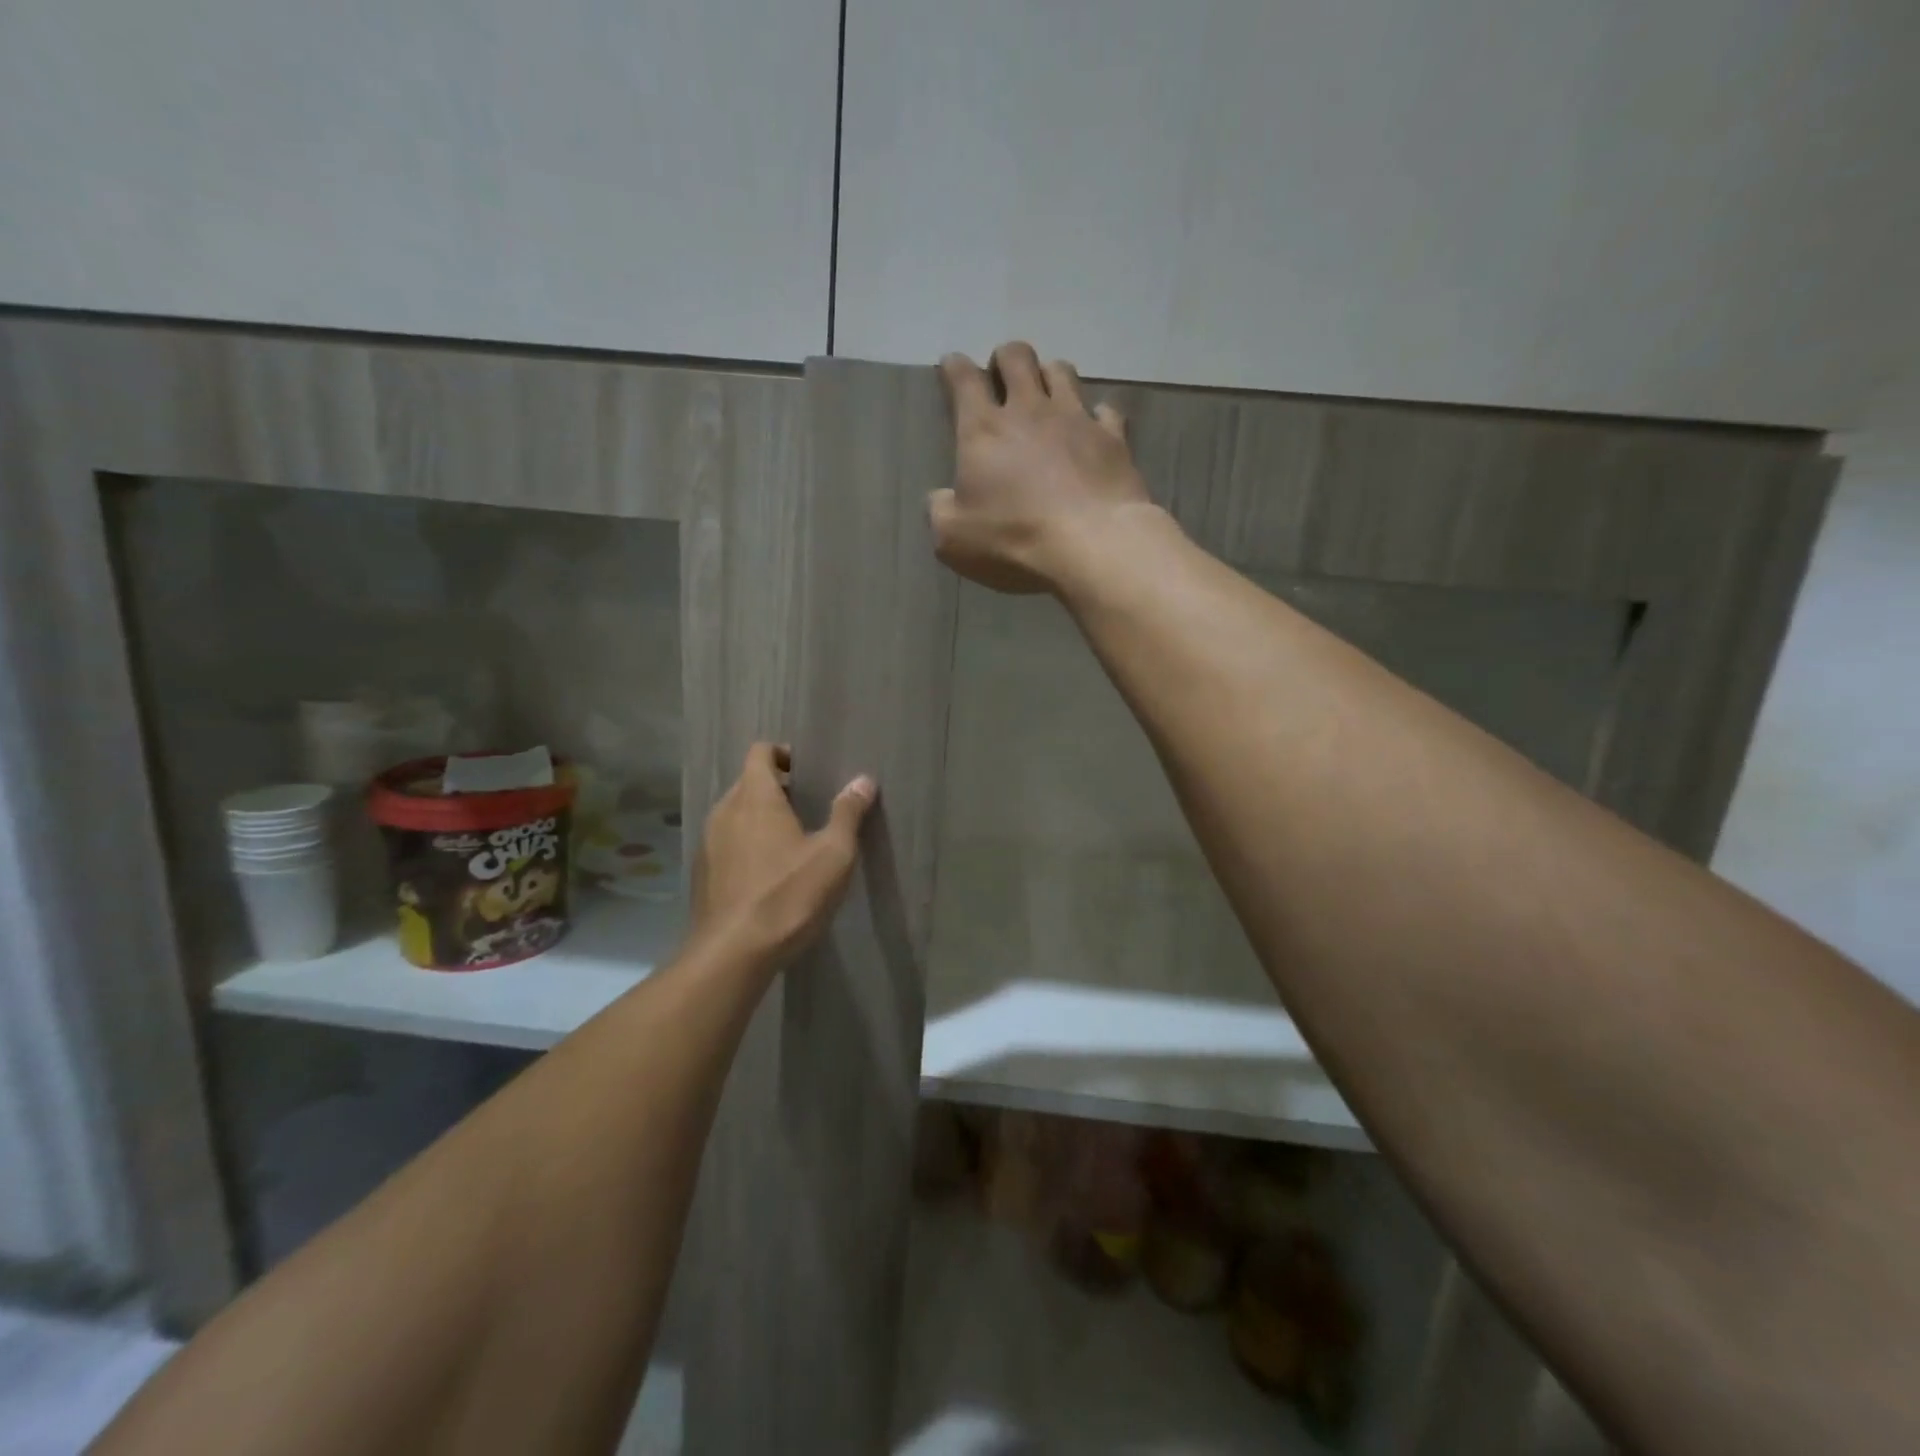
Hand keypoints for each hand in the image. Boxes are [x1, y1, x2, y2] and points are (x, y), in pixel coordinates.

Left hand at [691, 743, 875, 964]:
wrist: (733, 953)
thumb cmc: (788, 895)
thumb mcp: (833, 854)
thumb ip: (848, 813)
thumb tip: (863, 780)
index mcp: (755, 797)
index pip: (760, 752)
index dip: (782, 754)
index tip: (807, 772)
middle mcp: (725, 811)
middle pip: (747, 782)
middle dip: (775, 786)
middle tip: (807, 806)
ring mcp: (708, 842)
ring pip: (735, 813)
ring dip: (759, 816)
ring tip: (791, 840)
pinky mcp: (703, 872)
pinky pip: (726, 841)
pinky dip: (746, 843)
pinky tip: (768, 872)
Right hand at [931, 341, 1154, 593]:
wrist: (1092, 546)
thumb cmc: (1013, 540)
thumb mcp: (953, 539)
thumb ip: (941, 511)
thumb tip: (941, 498)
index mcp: (983, 430)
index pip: (964, 380)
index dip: (955, 368)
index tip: (952, 366)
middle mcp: (1029, 411)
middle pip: (1017, 358)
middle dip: (1005, 359)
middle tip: (1002, 377)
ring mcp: (1076, 419)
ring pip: (1061, 371)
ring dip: (1049, 376)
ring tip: (1046, 394)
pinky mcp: (1113, 438)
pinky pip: (1106, 410)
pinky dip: (1096, 415)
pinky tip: (1094, 428)